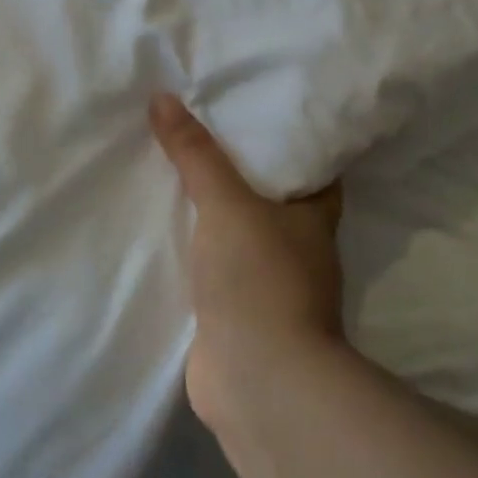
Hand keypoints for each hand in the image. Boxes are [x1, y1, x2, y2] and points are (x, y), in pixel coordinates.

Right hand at [149, 94, 345, 430]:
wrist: (258, 381)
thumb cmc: (258, 277)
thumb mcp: (225, 201)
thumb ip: (195, 152)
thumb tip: (162, 97)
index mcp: (314, 214)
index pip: (309, 162)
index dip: (286, 134)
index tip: (253, 105)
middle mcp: (298, 245)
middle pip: (269, 193)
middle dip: (238, 167)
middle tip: (199, 127)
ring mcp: (268, 281)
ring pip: (238, 229)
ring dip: (212, 208)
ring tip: (173, 166)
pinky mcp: (237, 310)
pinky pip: (213, 262)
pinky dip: (194, 245)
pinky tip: (163, 225)